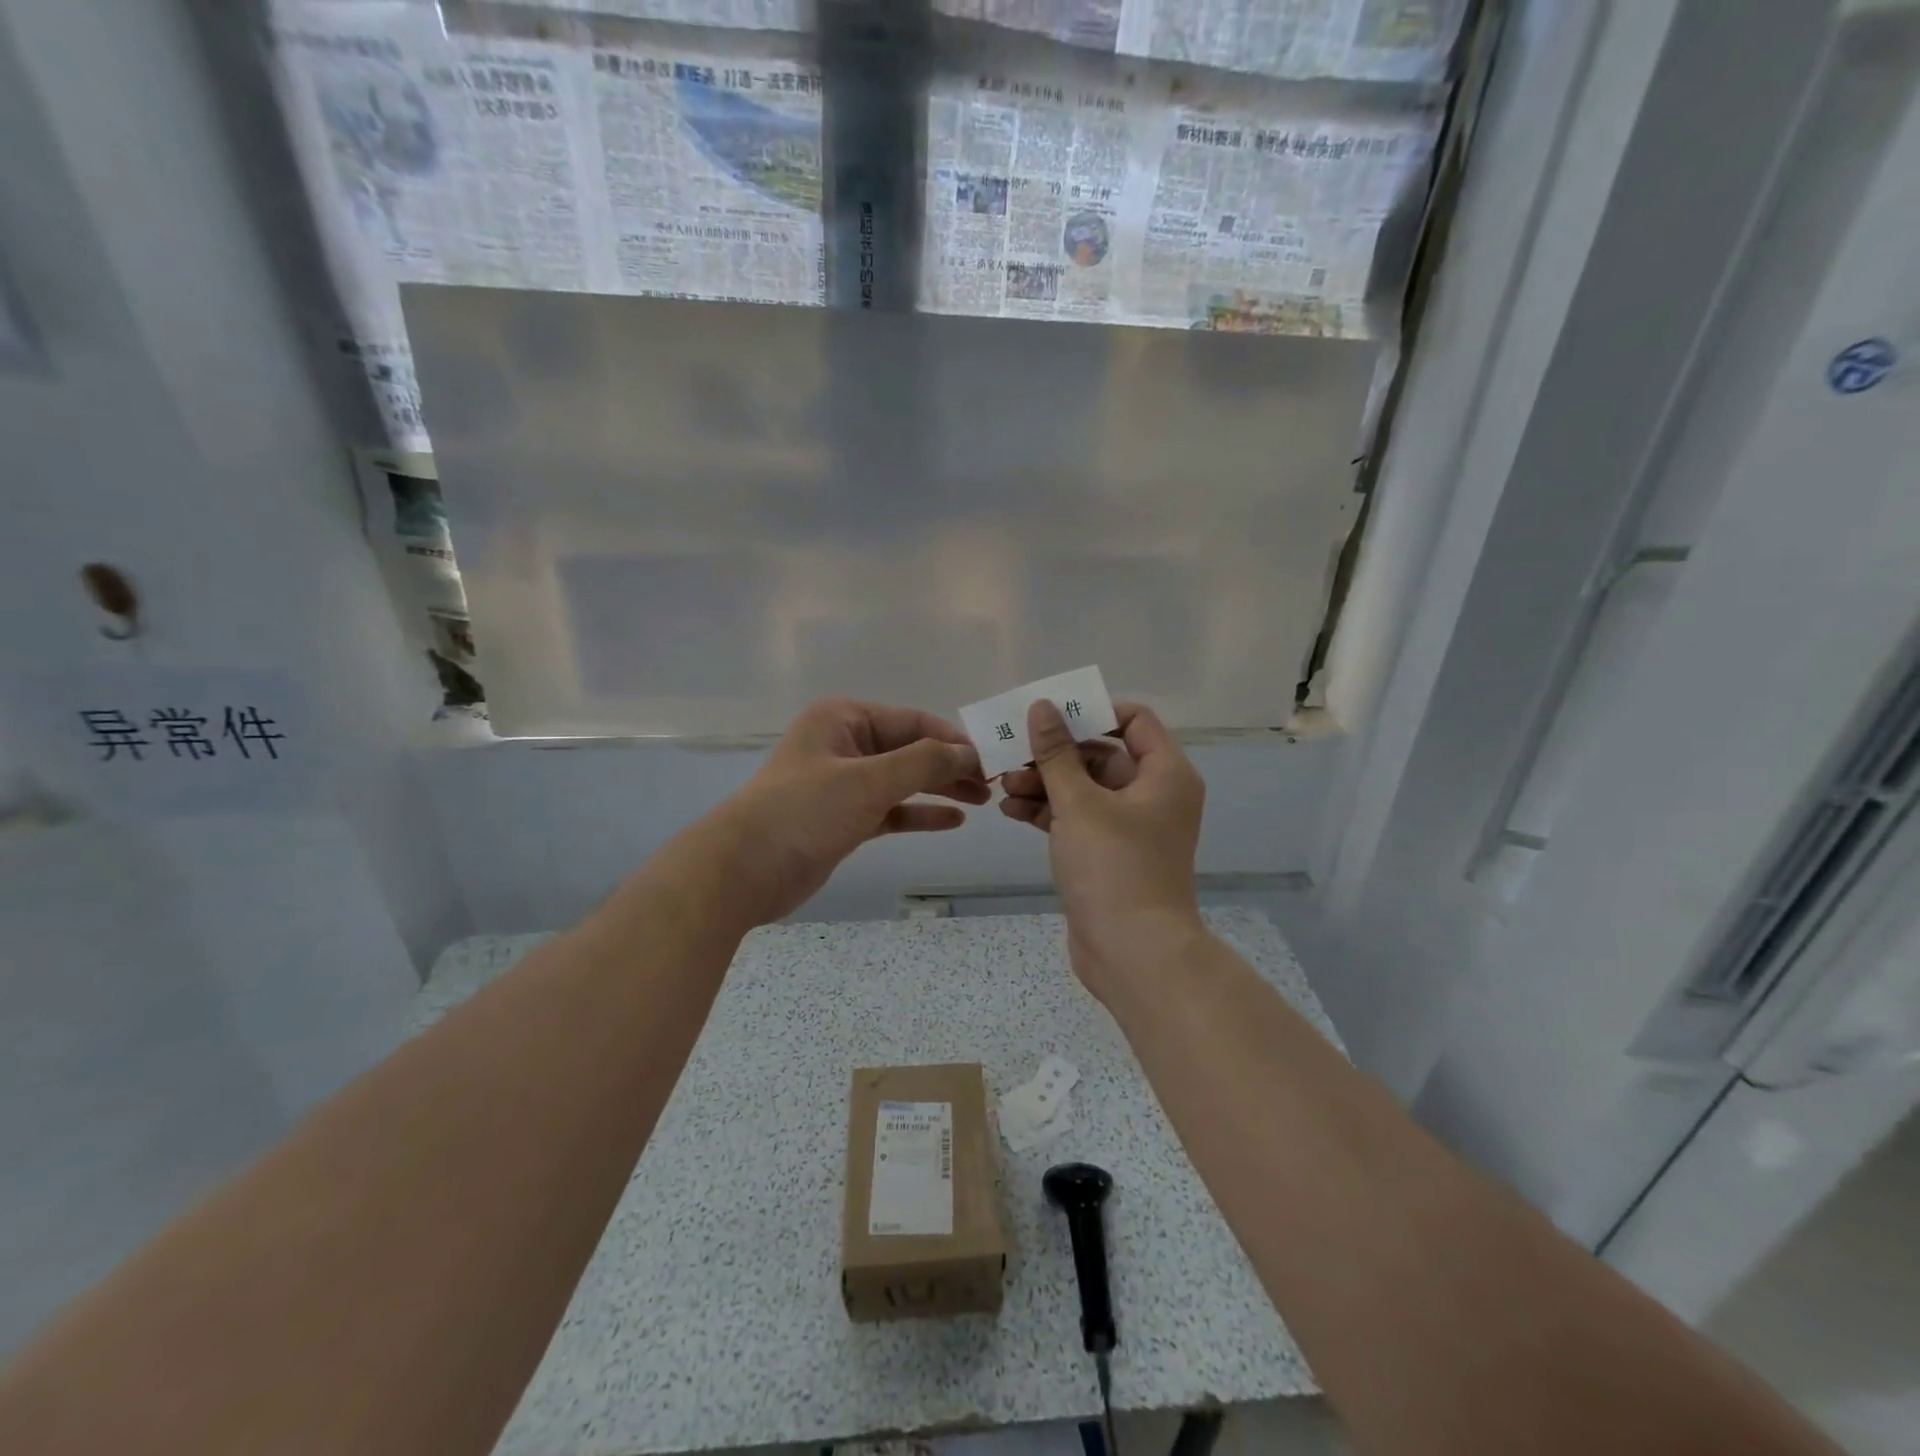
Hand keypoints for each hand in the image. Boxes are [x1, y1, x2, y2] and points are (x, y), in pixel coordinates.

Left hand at [704, 700, 988, 925]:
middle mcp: (843, 744)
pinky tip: (952, 821)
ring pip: (902, 781)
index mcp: (844, 718)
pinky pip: (889, 810)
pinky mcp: (841, 819)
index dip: (954, 740)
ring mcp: (841, 784)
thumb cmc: (806, 811)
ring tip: (982, 801)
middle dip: (950, 765)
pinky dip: (918, 814)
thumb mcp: (869, 780)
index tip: (993, 759)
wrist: (744, 870)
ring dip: (939, 789)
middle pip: (910, 750)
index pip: (913, 721)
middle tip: (993, 784)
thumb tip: (970, 752)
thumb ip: (924, 762)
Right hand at [999, 699, 1205, 998]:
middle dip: (1054, 754)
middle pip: (1101, 754)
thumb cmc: (1114, 867)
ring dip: (1044, 784)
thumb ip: (1056, 753)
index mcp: (1164, 773)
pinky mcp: (1108, 854)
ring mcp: (1130, 827)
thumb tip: (1041, 706)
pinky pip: (1077, 819)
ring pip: (1084, 789)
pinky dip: (1048, 812)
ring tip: (1003, 786)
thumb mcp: (1079, 803)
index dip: (1092, 712)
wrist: (1133, 954)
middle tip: (1012, 754)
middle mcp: (1153, 794)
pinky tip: (1011, 811)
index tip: (1050, 718)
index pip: (1133, 719)